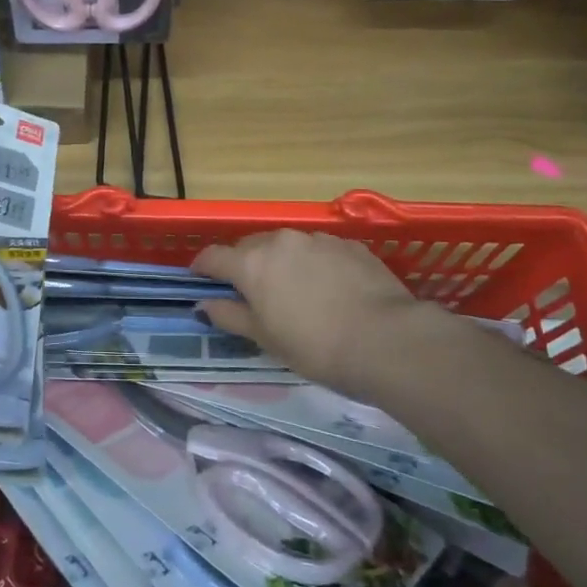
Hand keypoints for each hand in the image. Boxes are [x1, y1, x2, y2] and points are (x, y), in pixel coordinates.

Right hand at [192, 230, 442, 394]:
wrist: (386, 340)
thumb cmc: (315, 347)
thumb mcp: (265, 338)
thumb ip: (229, 316)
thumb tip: (204, 303)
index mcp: (251, 263)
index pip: (213, 256)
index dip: (202, 268)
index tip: (200, 279)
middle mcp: (280, 241)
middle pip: (249, 246)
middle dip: (243, 264)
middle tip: (250, 293)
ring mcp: (317, 239)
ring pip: (286, 246)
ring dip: (281, 262)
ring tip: (293, 291)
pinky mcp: (349, 245)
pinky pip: (319, 250)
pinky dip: (314, 264)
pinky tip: (329, 290)